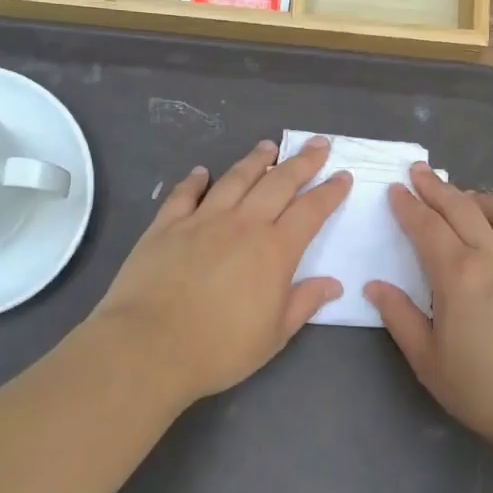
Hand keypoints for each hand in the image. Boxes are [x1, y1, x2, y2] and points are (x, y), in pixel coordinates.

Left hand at [90, 137, 351, 403]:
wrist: (150, 346)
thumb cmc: (220, 348)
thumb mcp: (274, 335)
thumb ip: (305, 303)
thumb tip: (334, 284)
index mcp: (275, 250)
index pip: (311, 211)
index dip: (330, 192)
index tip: (343, 176)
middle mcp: (242, 224)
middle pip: (278, 183)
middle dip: (302, 162)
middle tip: (317, 145)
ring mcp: (202, 220)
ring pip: (235, 179)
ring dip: (255, 160)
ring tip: (268, 146)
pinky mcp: (166, 226)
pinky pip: (184, 194)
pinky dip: (195, 180)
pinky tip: (202, 172)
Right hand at [366, 166, 492, 456]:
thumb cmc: (483, 389)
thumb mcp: (428, 361)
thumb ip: (400, 318)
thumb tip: (375, 286)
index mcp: (458, 275)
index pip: (427, 227)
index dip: (408, 206)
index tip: (396, 190)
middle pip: (462, 208)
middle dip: (436, 187)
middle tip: (419, 172)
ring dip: (476, 197)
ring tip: (462, 195)